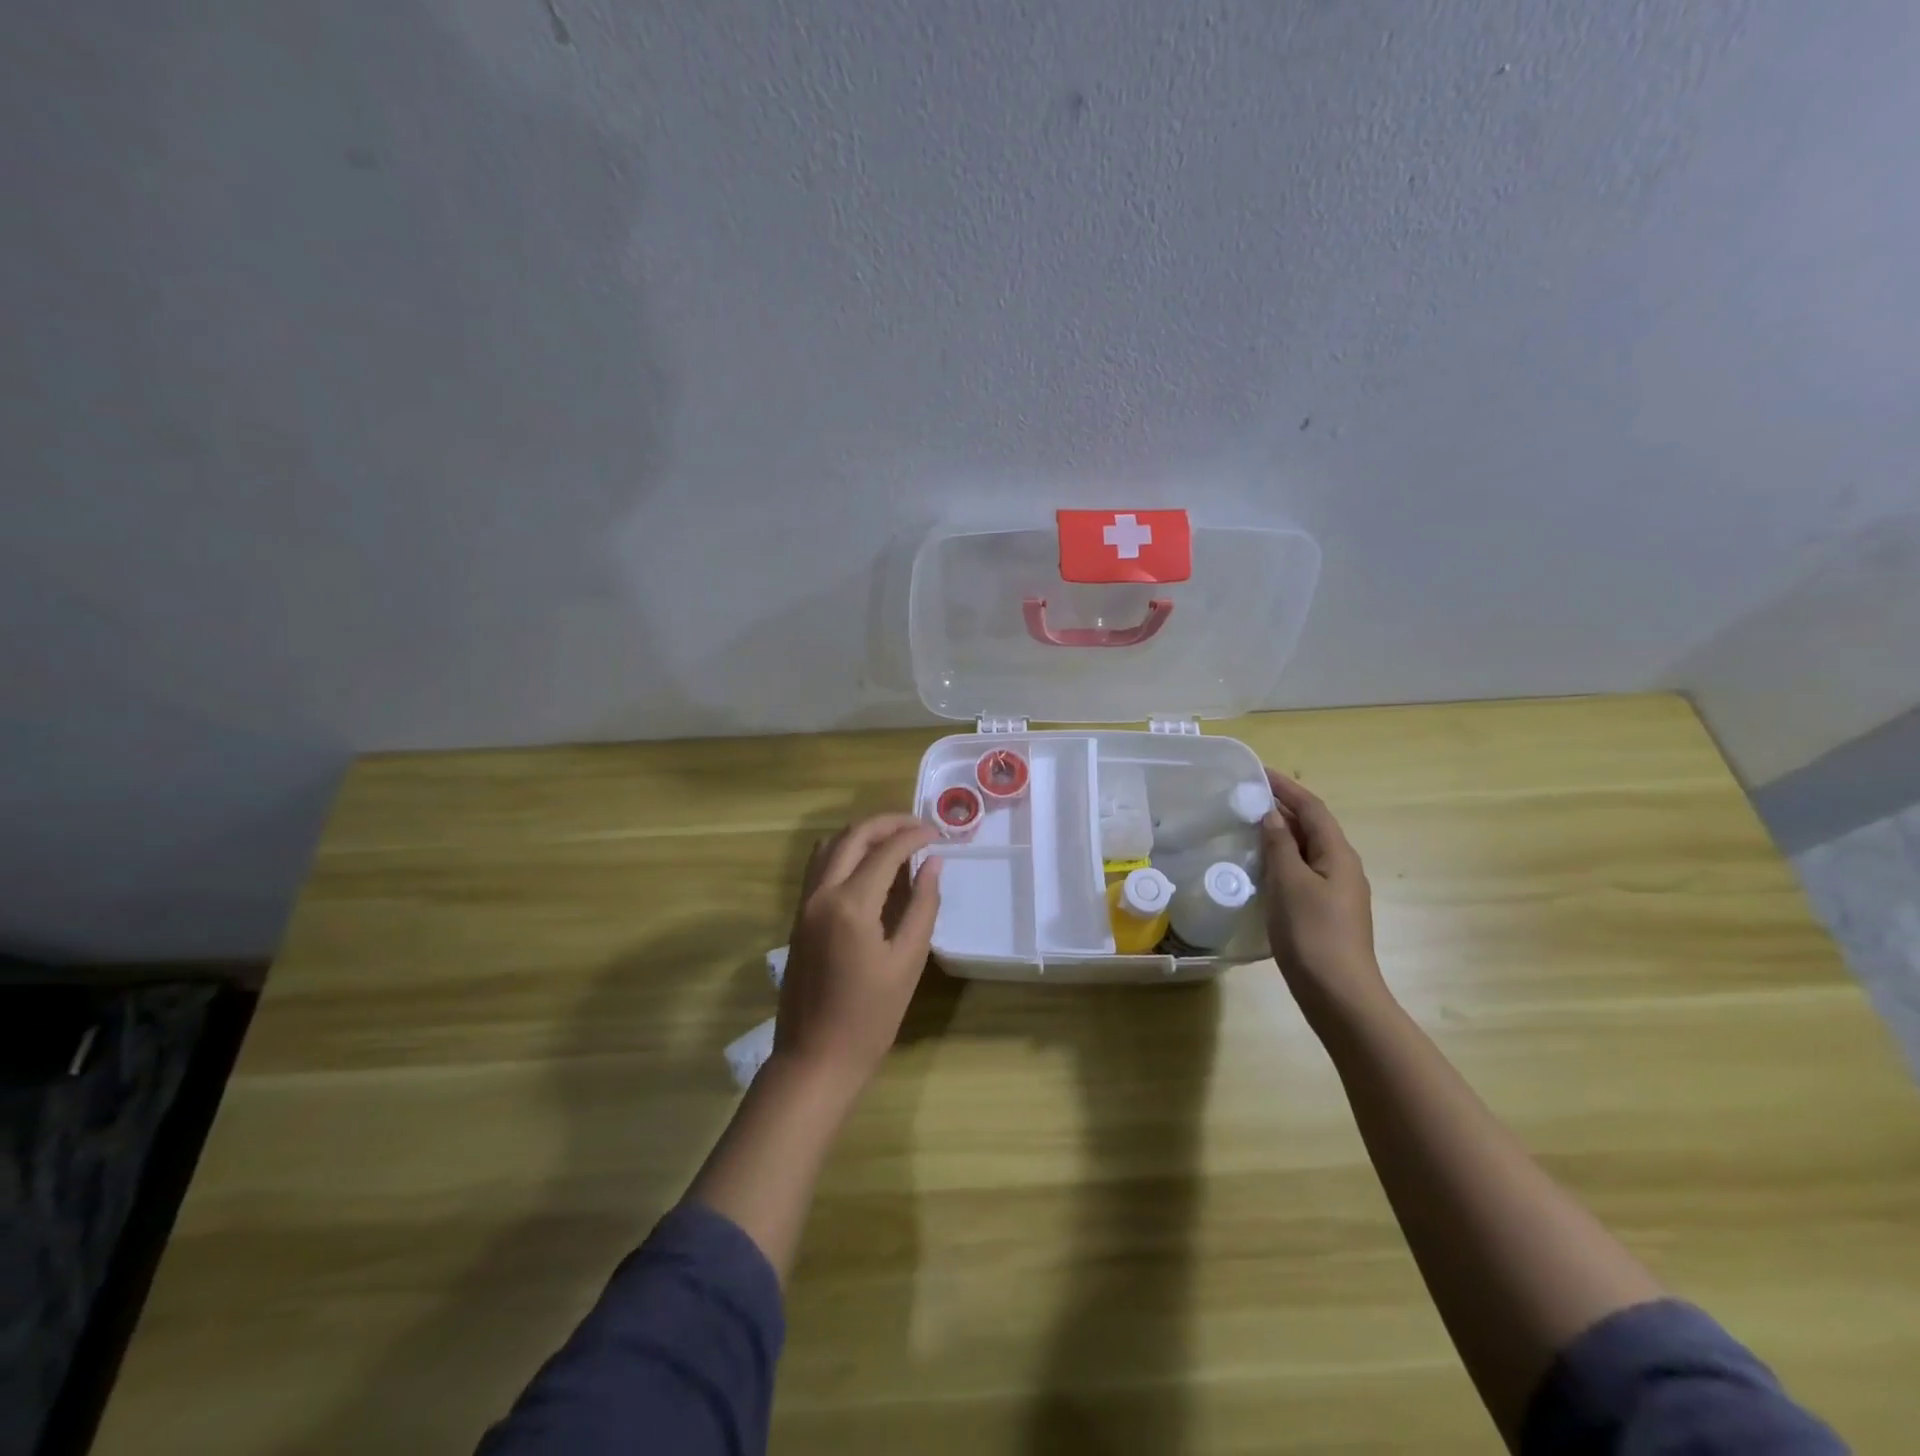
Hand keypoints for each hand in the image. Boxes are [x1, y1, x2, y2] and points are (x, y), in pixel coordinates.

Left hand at [774, 813, 942, 1095]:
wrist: (814, 1059)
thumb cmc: (869, 1018)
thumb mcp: (908, 962)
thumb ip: (923, 906)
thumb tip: (933, 864)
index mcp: (851, 905)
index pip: (886, 850)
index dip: (914, 835)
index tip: (938, 833)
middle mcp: (822, 893)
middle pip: (853, 836)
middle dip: (888, 823)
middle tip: (919, 826)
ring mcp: (804, 903)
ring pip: (831, 845)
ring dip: (863, 834)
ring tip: (896, 840)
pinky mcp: (798, 916)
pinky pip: (819, 866)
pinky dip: (845, 852)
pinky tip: (869, 866)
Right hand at [1259, 769, 1387, 1016]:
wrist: (1339, 995)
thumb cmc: (1313, 934)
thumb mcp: (1289, 883)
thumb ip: (1279, 846)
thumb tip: (1269, 815)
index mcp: (1338, 855)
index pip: (1312, 809)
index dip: (1287, 788)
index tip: (1258, 772)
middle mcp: (1342, 867)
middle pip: (1312, 827)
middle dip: (1282, 808)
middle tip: (1245, 797)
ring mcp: (1336, 891)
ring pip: (1306, 850)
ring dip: (1280, 834)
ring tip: (1247, 827)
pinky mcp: (1325, 912)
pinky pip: (1302, 872)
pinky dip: (1281, 859)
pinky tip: (1259, 868)